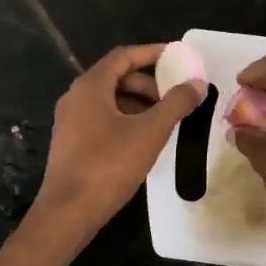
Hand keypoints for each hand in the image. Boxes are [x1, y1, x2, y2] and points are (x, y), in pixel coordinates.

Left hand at [34, 44, 204, 242]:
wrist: (68, 211)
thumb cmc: (109, 165)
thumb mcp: (150, 132)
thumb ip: (176, 104)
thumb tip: (197, 83)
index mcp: (90, 86)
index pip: (124, 56)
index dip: (153, 54)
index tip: (179, 59)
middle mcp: (76, 97)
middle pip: (117, 77)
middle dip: (149, 84)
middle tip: (175, 98)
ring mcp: (70, 121)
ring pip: (110, 101)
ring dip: (139, 104)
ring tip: (164, 122)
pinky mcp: (71, 143)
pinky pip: (102, 120)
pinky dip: (125, 120)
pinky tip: (143, 141)